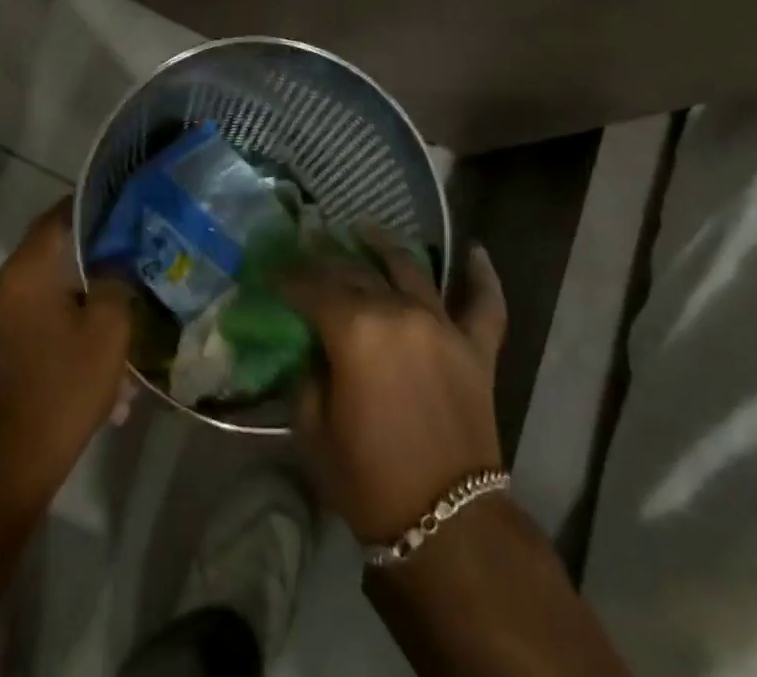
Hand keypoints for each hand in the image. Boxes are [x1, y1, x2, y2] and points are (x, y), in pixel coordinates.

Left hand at [0, 199, 133, 507]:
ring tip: (111, 346)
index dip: (85, 211)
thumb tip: (113, 263)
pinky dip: (56, 338)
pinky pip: (28, 330)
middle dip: (88, 274)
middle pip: (49, 264)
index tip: (113, 210)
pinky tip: (87, 370)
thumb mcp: (109, 330)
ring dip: (75, 316)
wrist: (10, 466)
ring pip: (41, 302)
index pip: (54, 220)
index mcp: (22, 274)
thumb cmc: (64, 387)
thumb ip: (115, 282)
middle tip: (122, 283)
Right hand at [285, 237, 507, 544]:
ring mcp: (442, 324)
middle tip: (308, 250)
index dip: (287, 278)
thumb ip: (306, 375)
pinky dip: (483, 275)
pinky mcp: (477, 346)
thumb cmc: (370, 480)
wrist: (449, 527)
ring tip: (366, 228)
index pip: (311, 287)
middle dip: (326, 259)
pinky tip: (476, 251)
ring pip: (410, 267)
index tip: (271, 274)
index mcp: (354, 329)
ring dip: (384, 244)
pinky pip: (485, 302)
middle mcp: (398, 311)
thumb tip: (309, 346)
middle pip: (355, 271)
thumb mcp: (313, 429)